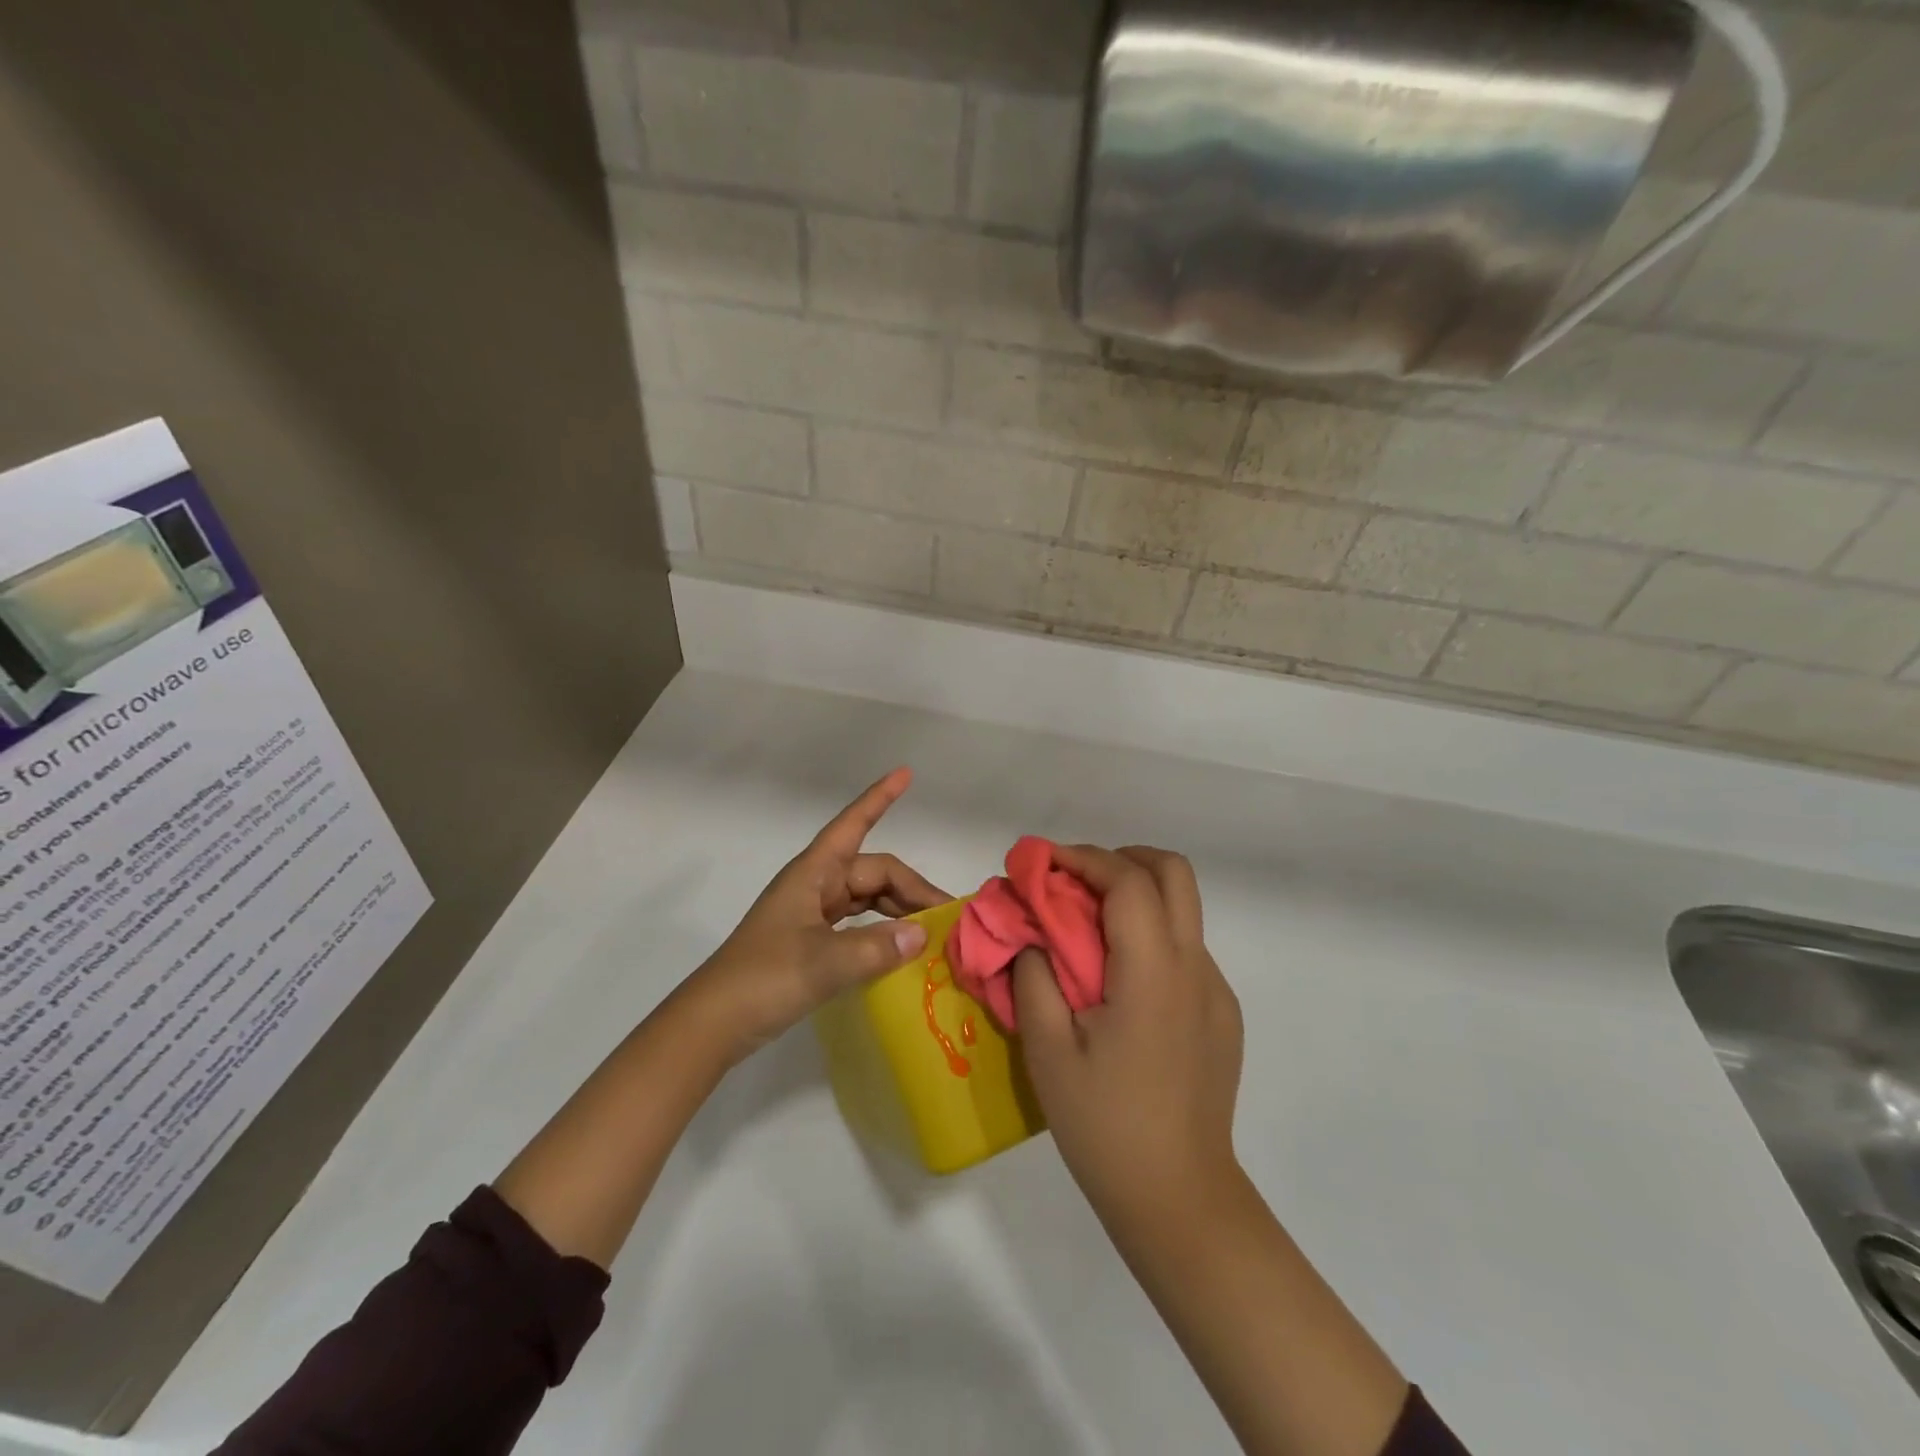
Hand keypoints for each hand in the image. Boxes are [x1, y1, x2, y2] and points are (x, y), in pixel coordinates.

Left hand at [683, 767, 948, 1065]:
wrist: (714, 1022)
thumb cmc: (764, 978)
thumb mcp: (824, 963)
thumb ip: (876, 947)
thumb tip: (921, 933)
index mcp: (813, 874)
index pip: (853, 824)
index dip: (879, 799)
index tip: (905, 774)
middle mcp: (815, 886)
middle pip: (873, 873)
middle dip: (911, 888)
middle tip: (948, 917)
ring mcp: (812, 914)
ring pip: (867, 899)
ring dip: (899, 910)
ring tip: (932, 932)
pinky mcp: (810, 941)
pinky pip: (857, 923)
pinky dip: (881, 930)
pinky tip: (900, 948)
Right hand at [1015, 844, 1243, 1227]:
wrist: (1178, 1200)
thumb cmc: (1104, 1125)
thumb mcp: (1047, 1050)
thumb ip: (1034, 977)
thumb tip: (1030, 935)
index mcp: (1154, 973)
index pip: (1129, 881)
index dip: (1084, 858)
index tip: (1042, 863)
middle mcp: (1196, 969)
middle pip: (1174, 874)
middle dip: (1122, 859)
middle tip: (1074, 881)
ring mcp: (1216, 993)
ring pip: (1183, 911)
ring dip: (1136, 897)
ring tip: (1088, 929)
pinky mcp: (1223, 1017)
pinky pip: (1186, 951)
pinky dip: (1150, 938)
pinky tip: (1119, 982)